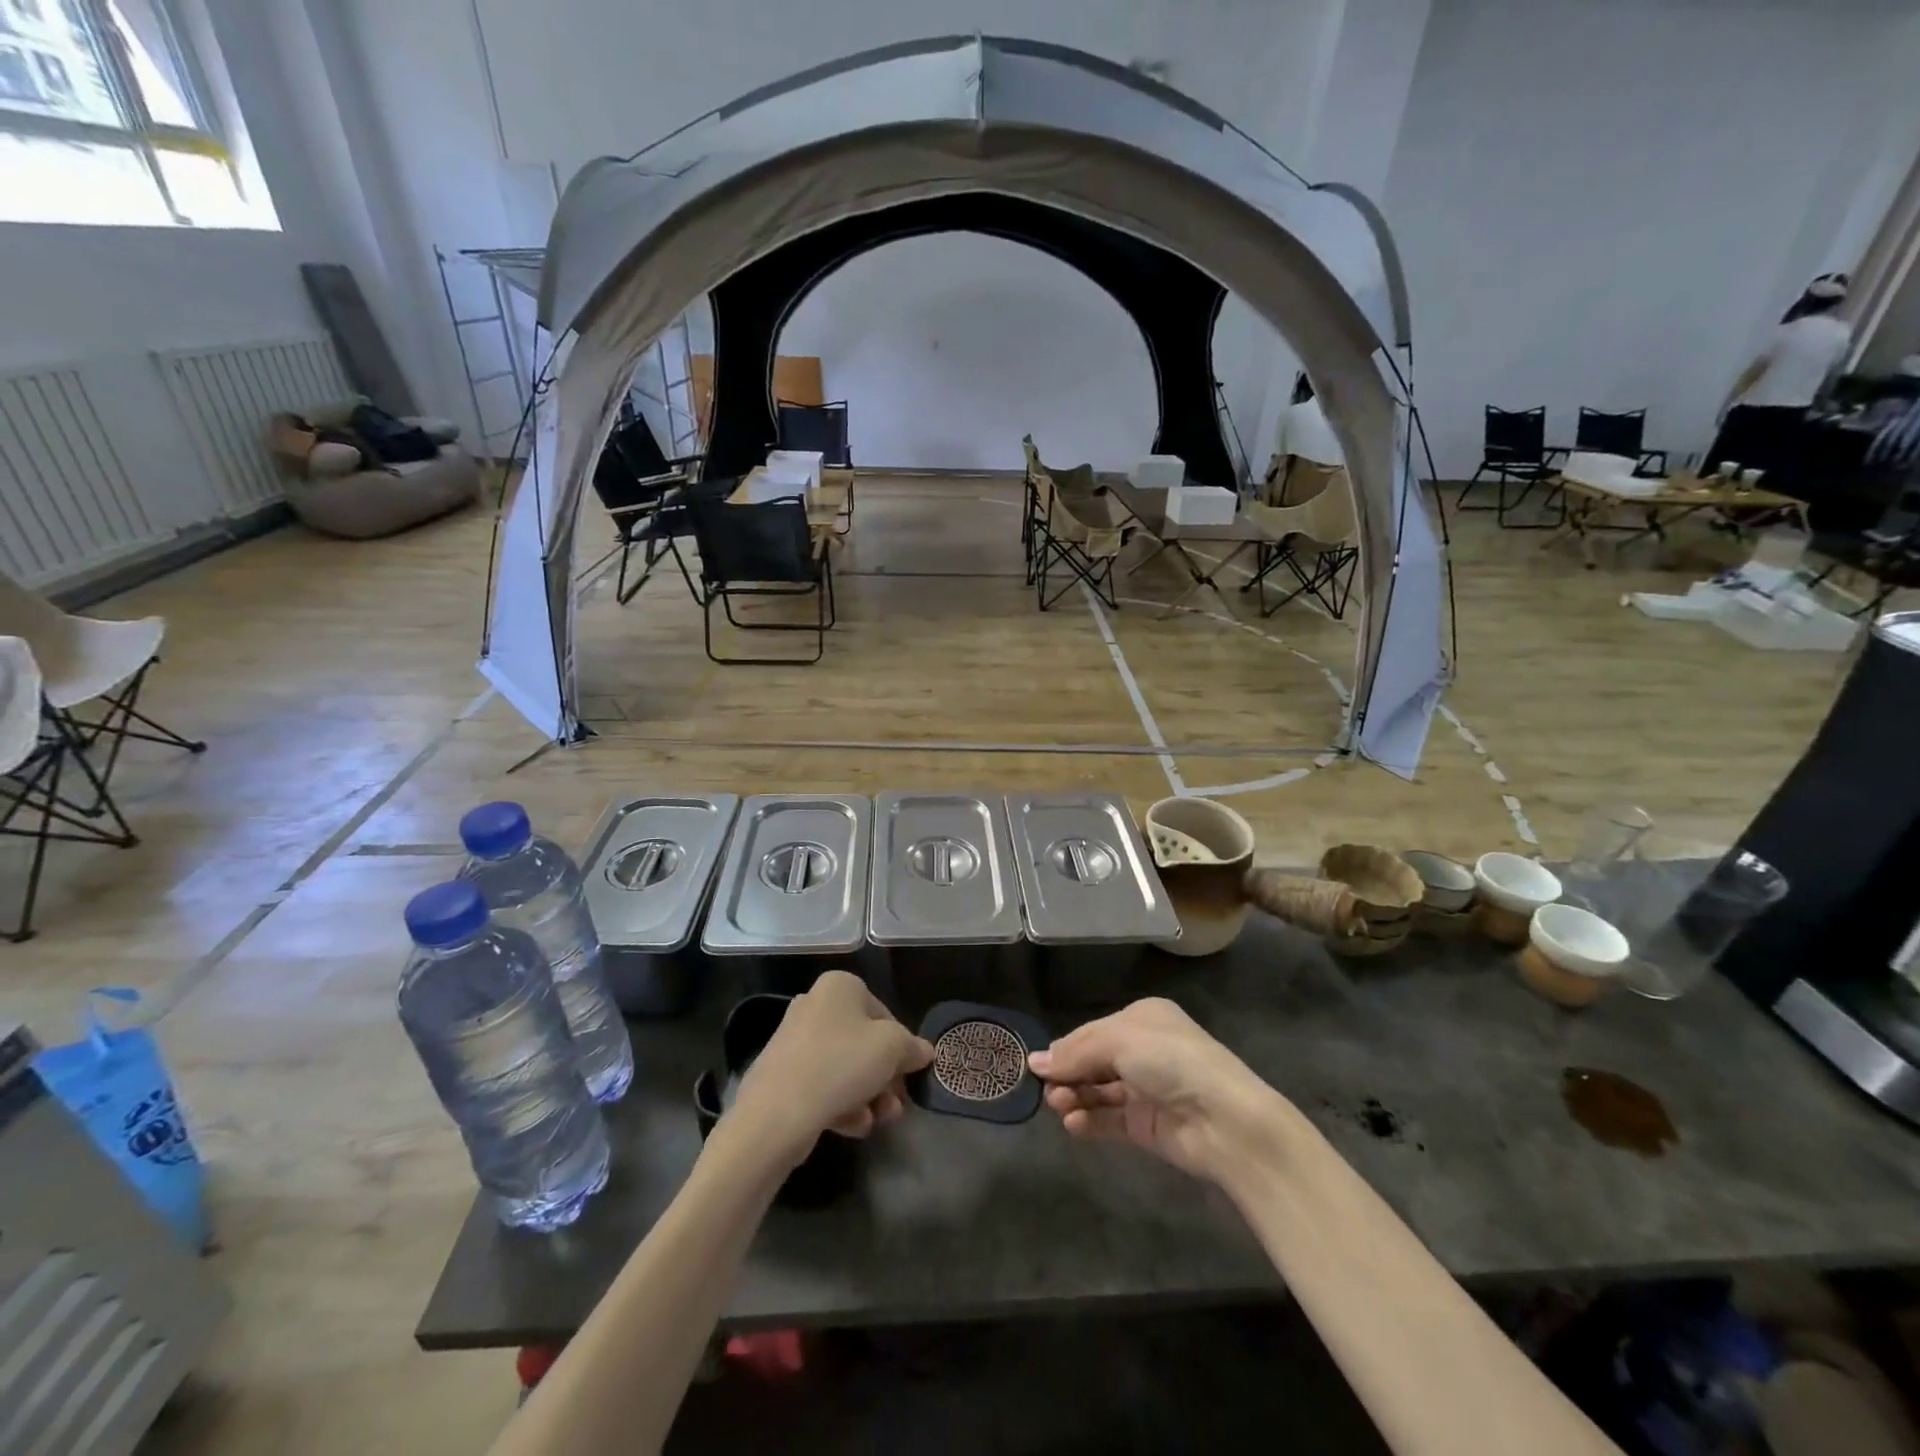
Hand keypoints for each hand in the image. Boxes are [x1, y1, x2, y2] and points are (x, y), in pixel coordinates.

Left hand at [728, 972, 933, 1166]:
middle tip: (897, 1104)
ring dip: (868, 1095)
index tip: (910, 1074)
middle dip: (885, 1077)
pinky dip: (842, 1104)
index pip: (884, 1013)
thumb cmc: (842, 1064)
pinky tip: (854, 1127)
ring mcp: (795, 1041)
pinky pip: (822, 1085)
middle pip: (863, 1042)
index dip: (902, 1046)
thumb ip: (912, 1047)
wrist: (776, 1113)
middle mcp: (815, 1005)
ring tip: (879, 1121)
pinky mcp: (782, 1075)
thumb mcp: (892, 1049)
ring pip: (844, 1067)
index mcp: (840, 986)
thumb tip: (924, 1051)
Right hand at [1028, 997, 1284, 1182]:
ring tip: (1060, 1107)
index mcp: (1142, 1018)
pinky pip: (1108, 1119)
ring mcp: (1145, 1090)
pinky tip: (1074, 1124)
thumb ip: (1076, 1052)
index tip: (1037, 1066)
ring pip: (1098, 1091)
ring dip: (1075, 1097)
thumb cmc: (1171, 1061)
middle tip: (1047, 1091)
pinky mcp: (1146, 1125)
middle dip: (1068, 1074)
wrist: (1224, 1120)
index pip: (1092, 1031)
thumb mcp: (1119, 1041)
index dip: (1065, 1048)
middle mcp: (1143, 1051)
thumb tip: (1034, 1062)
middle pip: (1092, 1061)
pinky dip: (1089, 1121)